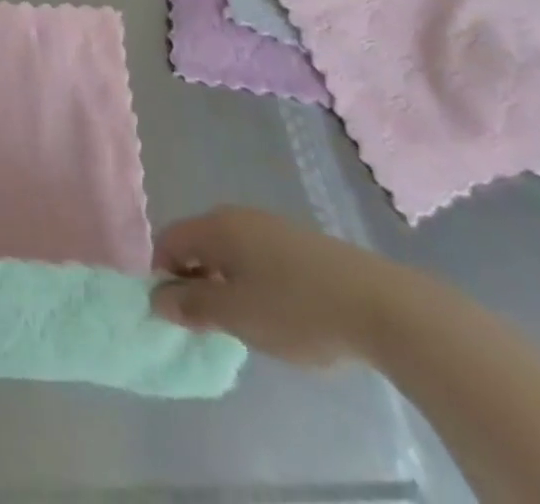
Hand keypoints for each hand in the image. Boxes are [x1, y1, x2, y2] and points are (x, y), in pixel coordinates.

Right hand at [150, 206, 397, 367]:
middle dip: (195, 280)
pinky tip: (279, 312)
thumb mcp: (237, 315)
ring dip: (225, 282)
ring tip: (247, 323)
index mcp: (216, 226)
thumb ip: (193, 306)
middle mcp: (238, 216)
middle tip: (210, 323)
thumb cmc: (297, 309)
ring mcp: (272, 226)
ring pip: (230, 251)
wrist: (382, 306)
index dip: (163, 275)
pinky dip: (253, 281)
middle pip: (198, 242)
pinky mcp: (300, 243)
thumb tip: (157, 298)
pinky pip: (258, 256)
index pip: (169, 240)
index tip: (178, 315)